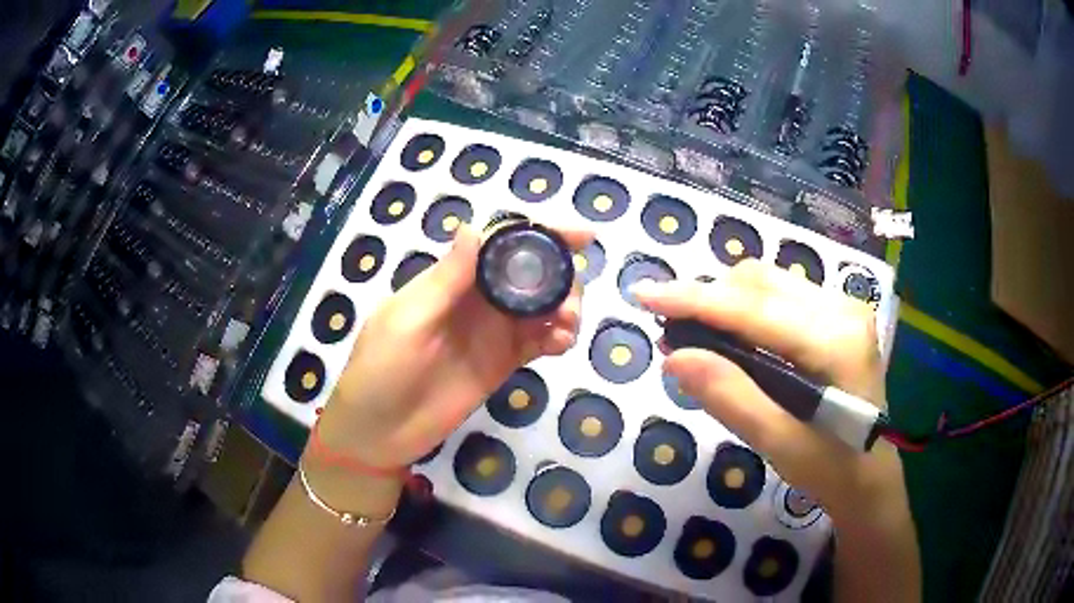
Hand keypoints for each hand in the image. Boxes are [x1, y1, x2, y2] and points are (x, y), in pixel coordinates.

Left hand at [315, 223, 591, 470]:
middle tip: (570, 302)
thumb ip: (445, 280)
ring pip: (541, 306)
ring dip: (565, 307)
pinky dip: (558, 338)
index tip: (581, 236)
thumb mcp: (407, 322)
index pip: (501, 244)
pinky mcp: (503, 363)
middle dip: (561, 276)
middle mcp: (478, 300)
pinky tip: (561, 345)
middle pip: (531, 272)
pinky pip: (538, 342)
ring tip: (568, 326)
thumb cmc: (381, 370)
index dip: (541, 234)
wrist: (379, 432)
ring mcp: (492, 333)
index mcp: (452, 280)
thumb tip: (475, 226)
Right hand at [632, 260, 905, 521]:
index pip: (754, 309)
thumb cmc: (830, 468)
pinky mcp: (838, 314)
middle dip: (707, 300)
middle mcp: (843, 308)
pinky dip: (746, 309)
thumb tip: (674, 356)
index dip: (695, 300)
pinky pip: (780, 294)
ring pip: (767, 283)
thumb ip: (731, 397)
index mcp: (836, 341)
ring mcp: (843, 307)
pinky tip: (733, 338)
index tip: (643, 295)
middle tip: (671, 333)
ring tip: (697, 337)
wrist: (869, 475)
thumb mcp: (778, 444)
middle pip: (759, 282)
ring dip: (725, 302)